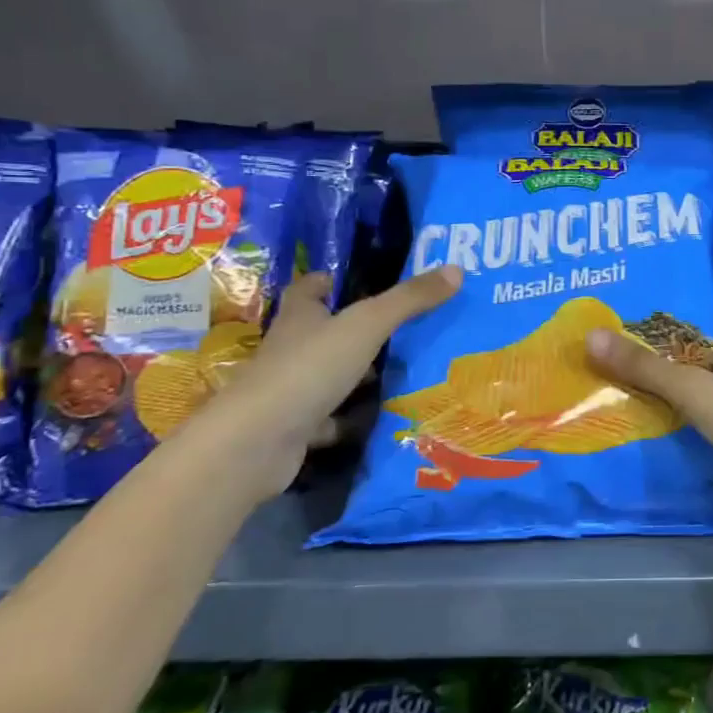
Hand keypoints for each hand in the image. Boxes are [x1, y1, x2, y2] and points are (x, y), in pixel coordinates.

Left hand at [191, 266, 463, 502]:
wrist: (256, 443)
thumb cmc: (309, 369)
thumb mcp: (367, 326)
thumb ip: (409, 300)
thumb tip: (456, 269)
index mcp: (300, 318)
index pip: (308, 289)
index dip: (326, 282)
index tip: (349, 279)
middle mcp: (290, 350)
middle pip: (320, 332)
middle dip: (352, 330)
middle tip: (398, 327)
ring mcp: (289, 392)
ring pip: (326, 377)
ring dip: (354, 376)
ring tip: (399, 372)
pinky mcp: (293, 429)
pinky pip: (327, 419)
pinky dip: (347, 420)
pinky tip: (377, 420)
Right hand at [586, 318, 712, 545]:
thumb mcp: (696, 391)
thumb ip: (647, 368)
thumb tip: (591, 336)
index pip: (704, 318)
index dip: (672, 316)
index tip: (633, 319)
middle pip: (703, 353)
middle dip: (667, 355)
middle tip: (619, 356)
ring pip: (710, 387)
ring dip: (679, 389)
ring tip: (630, 389)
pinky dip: (693, 419)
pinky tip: (666, 427)